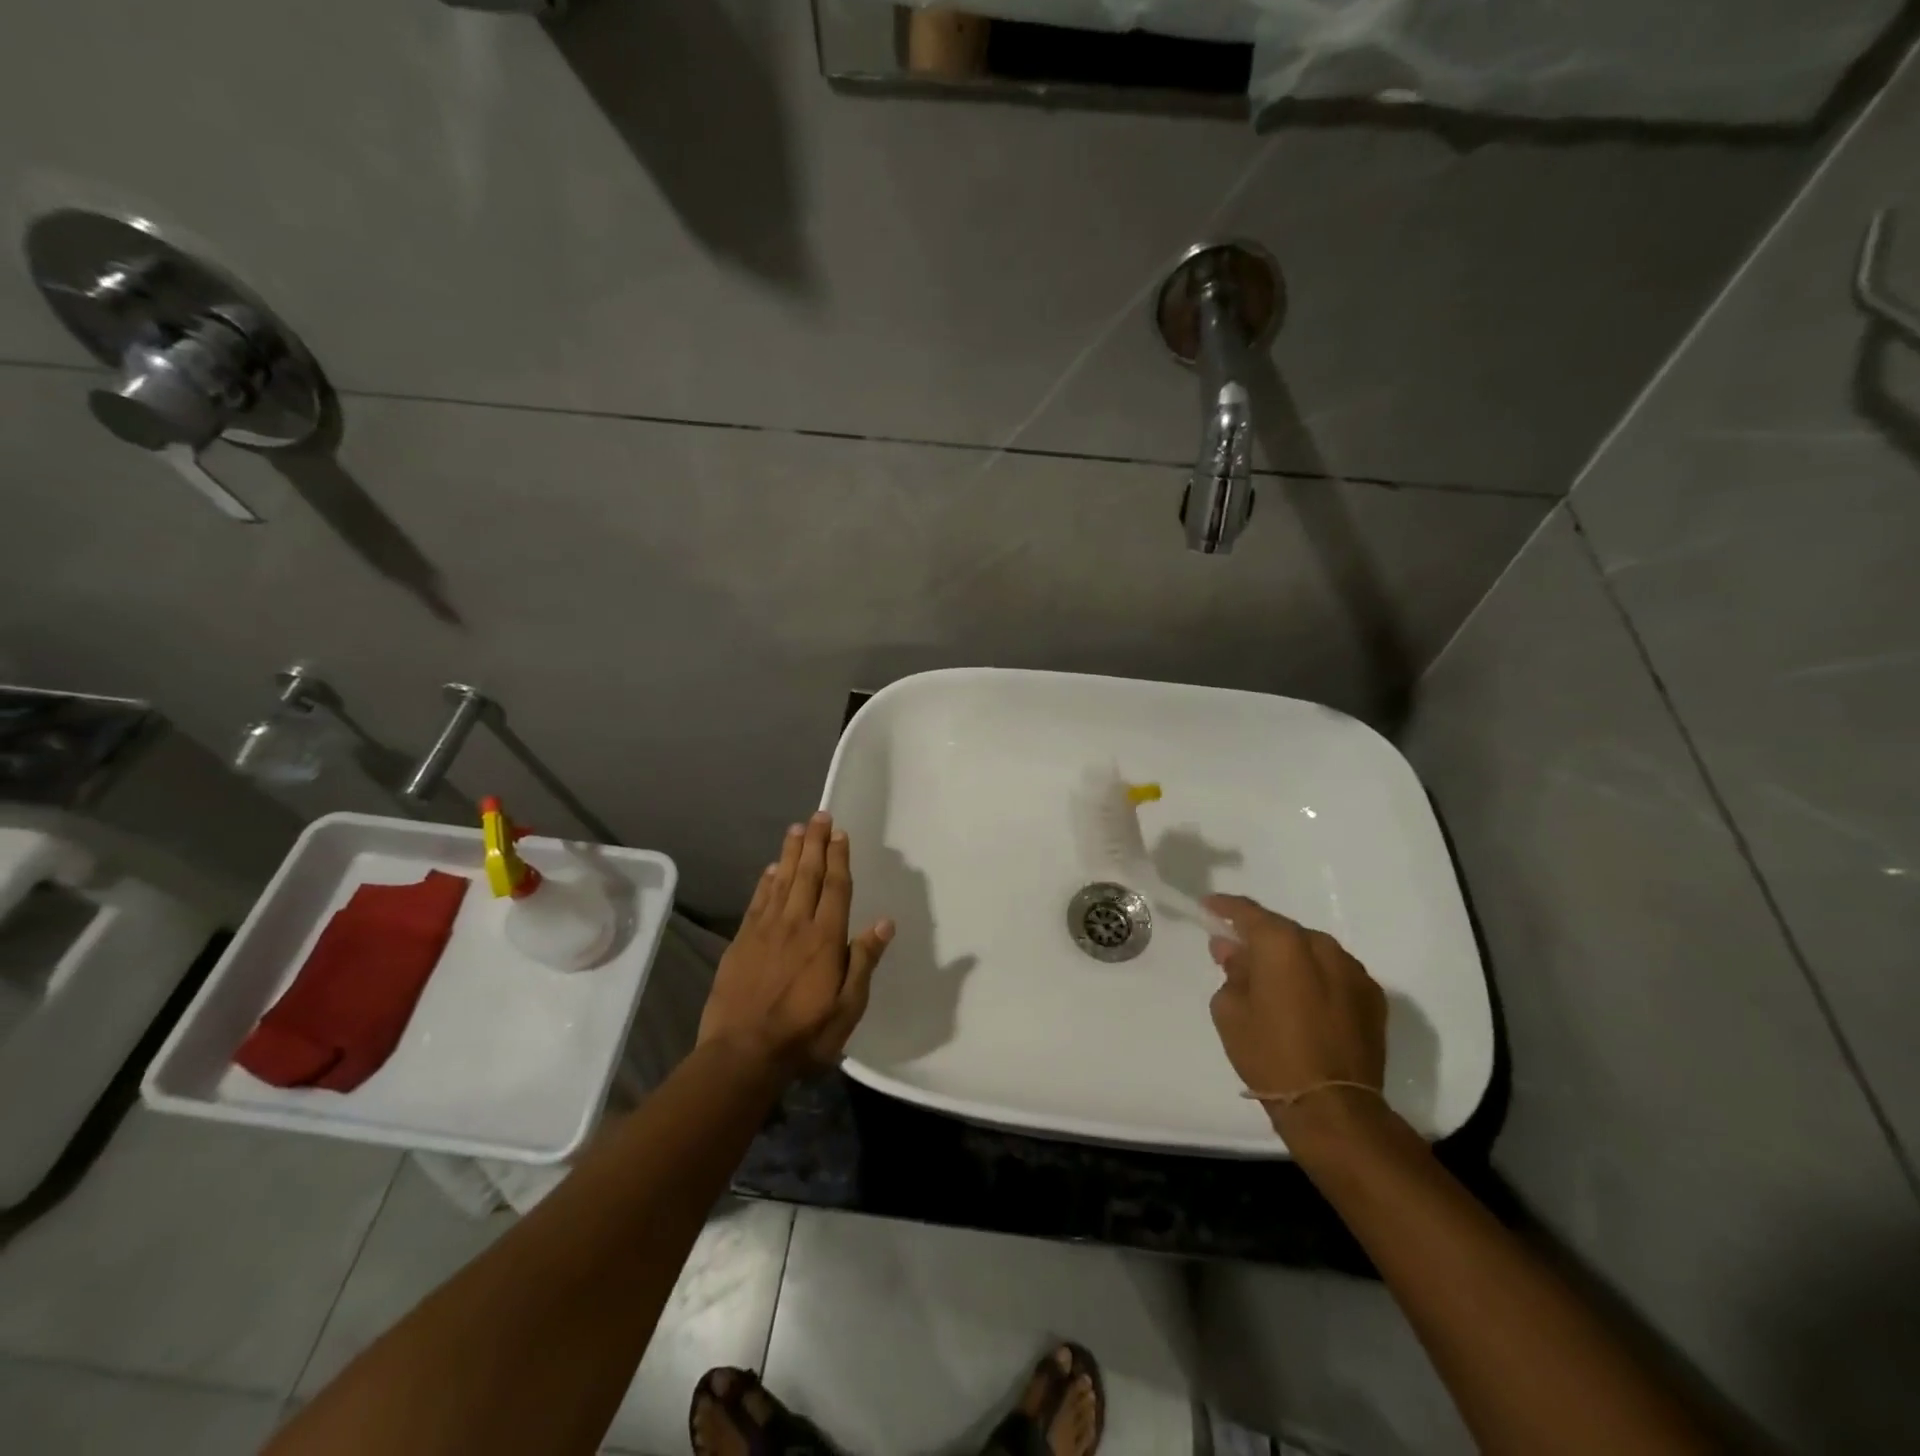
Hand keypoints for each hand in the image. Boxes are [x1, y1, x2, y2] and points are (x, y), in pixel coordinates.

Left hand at [699, 813, 893, 1077]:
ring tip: (796, 829)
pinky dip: (765, 882)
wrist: (743, 1053)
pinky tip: (769, 869)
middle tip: (819, 816)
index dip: (839, 858)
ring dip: (790, 854)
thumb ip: (864, 961)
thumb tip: (884, 922)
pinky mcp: (741, 942)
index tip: (840, 833)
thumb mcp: (848, 1007)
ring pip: (781, 882)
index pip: (835, 887)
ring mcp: (765, 931)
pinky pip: (757, 902)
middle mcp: (796, 925)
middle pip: (808, 875)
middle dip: (815, 843)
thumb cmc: (804, 1034)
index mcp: (825, 938)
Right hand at [1204, 894, 1387, 1128]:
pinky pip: (1335, 974)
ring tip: (1274, 980)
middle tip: (1238, 952)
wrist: (1332, 1107)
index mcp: (1282, 944)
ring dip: (1291, 959)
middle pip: (1283, 930)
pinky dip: (1317, 978)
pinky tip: (1304, 1001)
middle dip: (1259, 938)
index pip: (1247, 912)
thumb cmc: (1269, 1053)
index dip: (1224, 907)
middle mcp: (1321, 946)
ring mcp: (1353, 971)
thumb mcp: (1230, 1010)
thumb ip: (1231, 970)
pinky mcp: (1373, 997)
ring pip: (1312, 951)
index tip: (1208, 907)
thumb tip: (1232, 949)